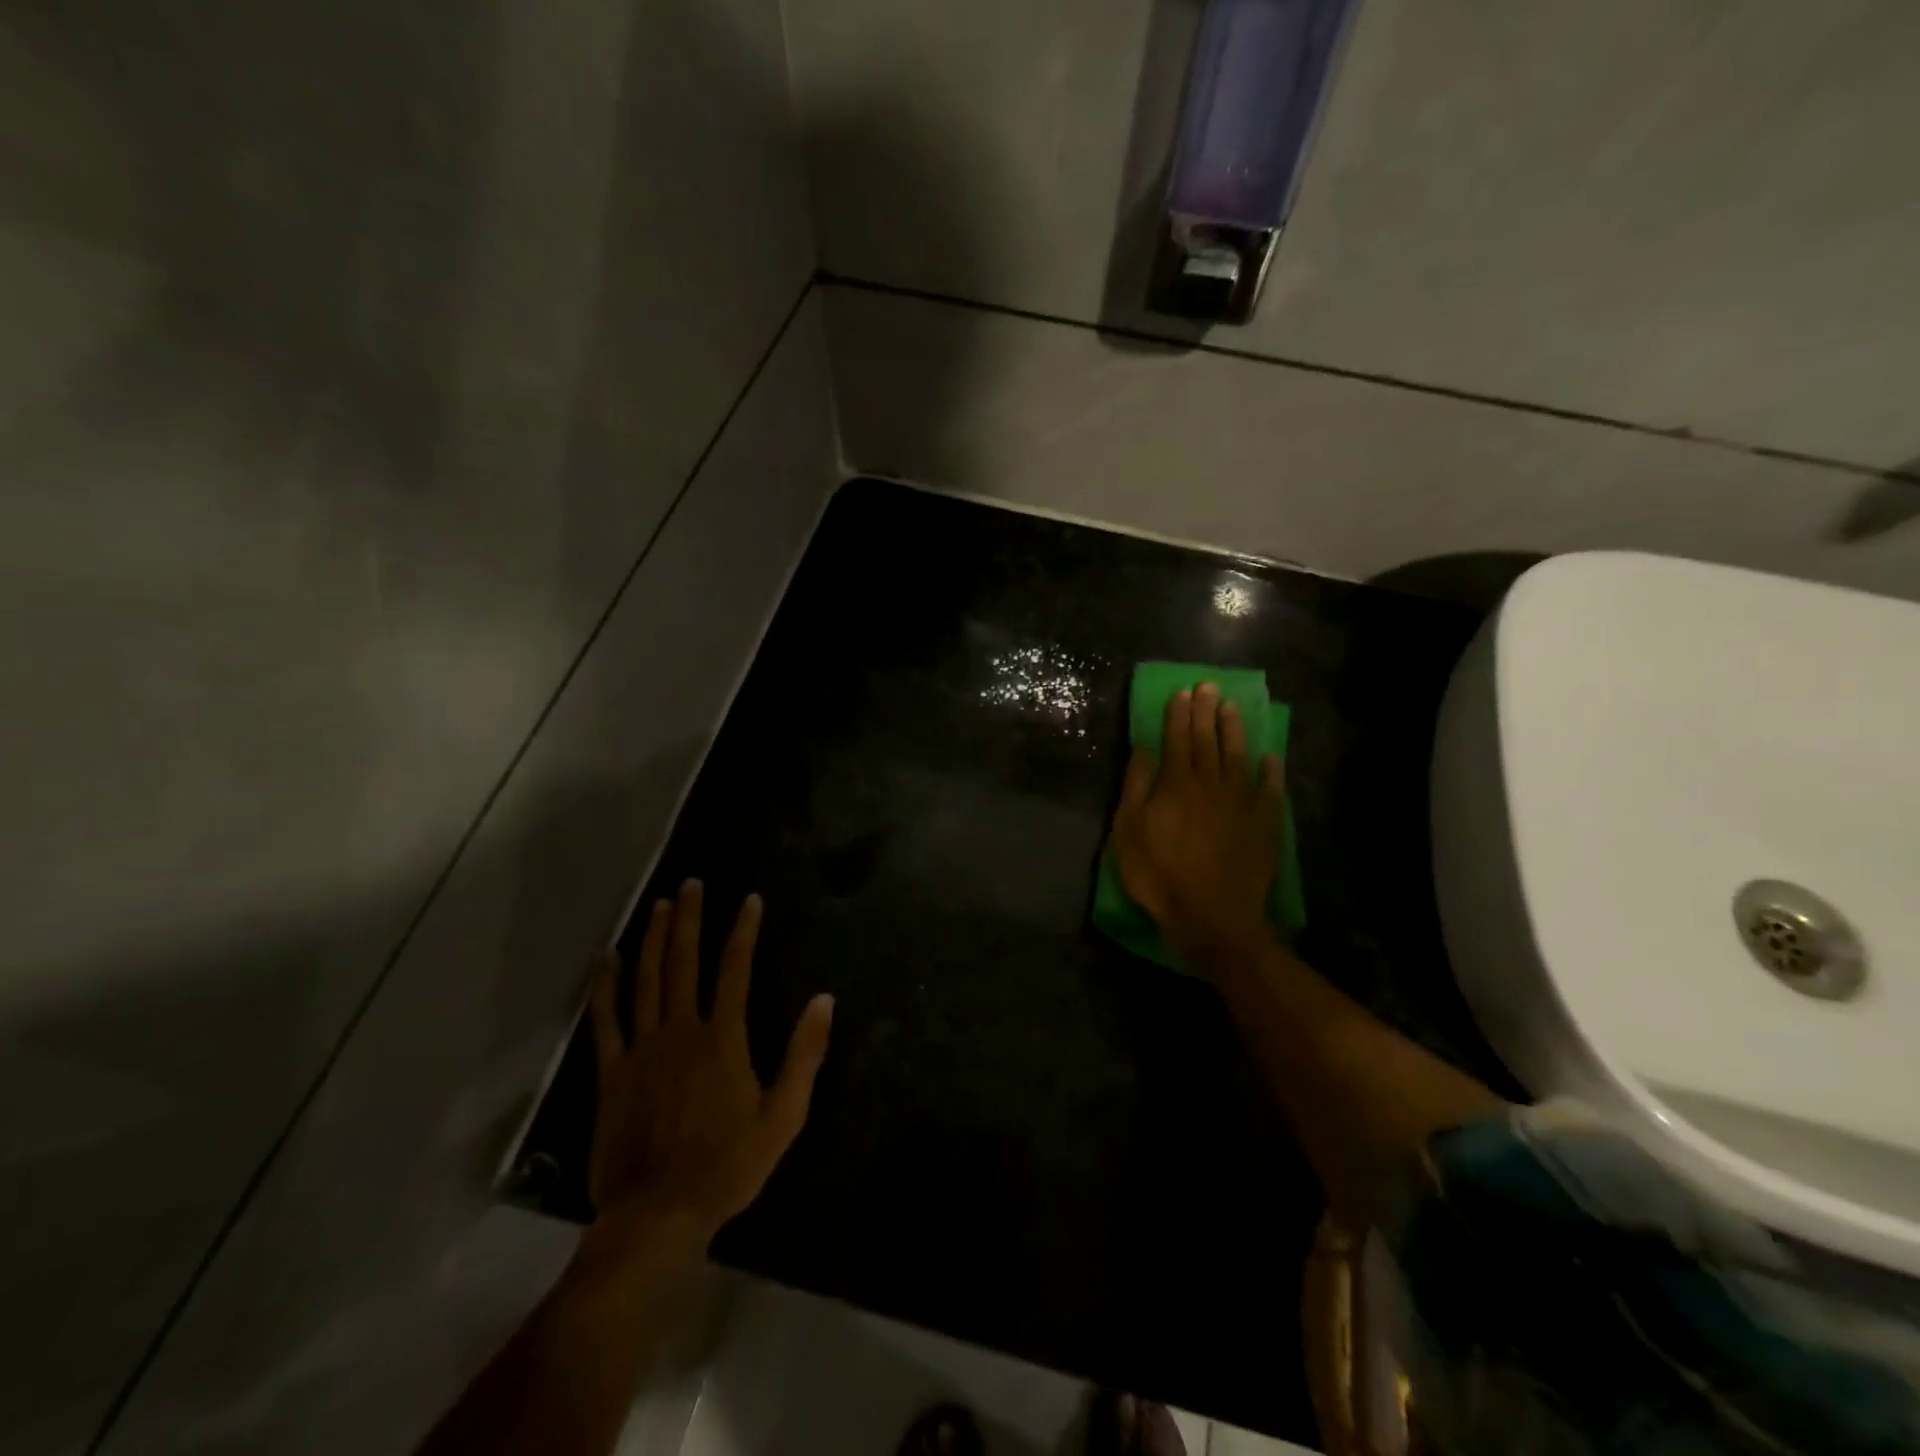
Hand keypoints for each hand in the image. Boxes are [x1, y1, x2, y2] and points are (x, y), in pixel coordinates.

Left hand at [585, 881, 833, 1257]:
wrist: (658, 1215)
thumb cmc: (728, 1165)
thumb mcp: (784, 1115)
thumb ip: (804, 1054)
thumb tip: (824, 1000)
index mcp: (723, 1038)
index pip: (735, 968)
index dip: (743, 930)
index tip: (749, 899)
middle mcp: (681, 1030)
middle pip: (684, 961)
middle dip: (689, 918)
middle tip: (691, 883)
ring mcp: (641, 1049)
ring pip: (646, 980)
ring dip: (652, 938)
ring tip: (659, 905)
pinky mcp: (612, 1073)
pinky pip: (606, 1021)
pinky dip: (606, 987)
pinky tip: (606, 960)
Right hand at [1110, 683, 1283, 968]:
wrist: (1211, 918)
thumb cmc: (1159, 876)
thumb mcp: (1128, 833)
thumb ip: (1136, 787)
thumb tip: (1145, 749)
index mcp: (1176, 785)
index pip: (1176, 740)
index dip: (1178, 715)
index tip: (1182, 692)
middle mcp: (1211, 785)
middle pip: (1207, 742)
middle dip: (1205, 713)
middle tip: (1208, 686)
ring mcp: (1241, 804)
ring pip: (1238, 757)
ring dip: (1234, 731)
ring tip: (1232, 707)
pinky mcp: (1263, 826)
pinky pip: (1270, 792)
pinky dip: (1271, 773)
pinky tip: (1271, 758)